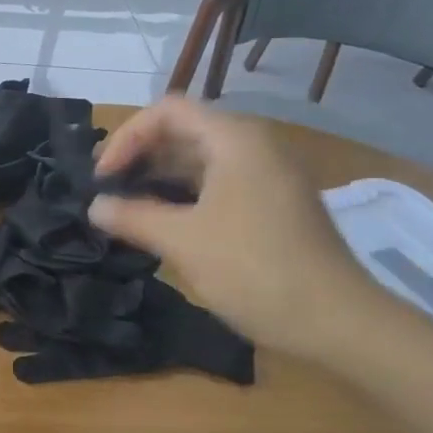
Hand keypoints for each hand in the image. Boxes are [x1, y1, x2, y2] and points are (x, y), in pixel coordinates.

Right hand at [88, 98, 377, 354]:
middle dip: (140, 157)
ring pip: (201, 160)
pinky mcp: (273, 204)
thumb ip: (132, 217)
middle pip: (184, 131)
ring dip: (159, 178)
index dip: (127, 137)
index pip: (167, 111)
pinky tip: (164, 224)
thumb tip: (95, 207)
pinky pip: (218, 184)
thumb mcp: (182, 241)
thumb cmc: (254, 270)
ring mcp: (268, 175)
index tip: (103, 179)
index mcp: (234, 139)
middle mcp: (254, 146)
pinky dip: (185, 195)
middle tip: (109, 193)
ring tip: (128, 210)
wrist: (337, 321)